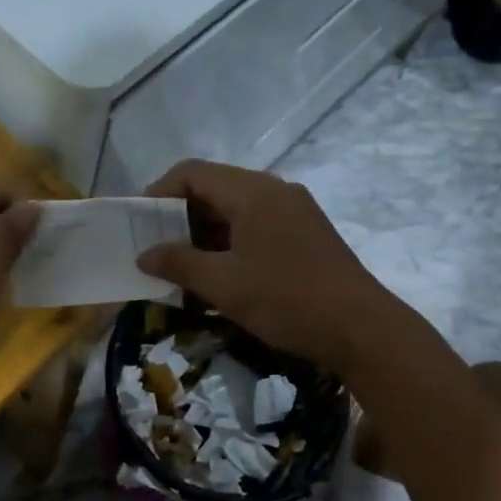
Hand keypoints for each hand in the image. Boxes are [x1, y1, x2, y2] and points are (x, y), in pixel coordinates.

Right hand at [137, 160, 387, 370]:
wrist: (360, 328)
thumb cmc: (286, 300)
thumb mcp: (223, 284)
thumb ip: (179, 263)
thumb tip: (145, 254)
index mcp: (253, 192)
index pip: (192, 173)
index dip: (159, 192)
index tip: (140, 224)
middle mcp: (275, 191)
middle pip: (215, 188)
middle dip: (180, 216)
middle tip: (156, 249)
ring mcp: (295, 211)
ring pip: (236, 209)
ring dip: (205, 233)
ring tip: (183, 266)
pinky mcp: (307, 234)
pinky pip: (257, 225)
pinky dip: (231, 242)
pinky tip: (221, 274)